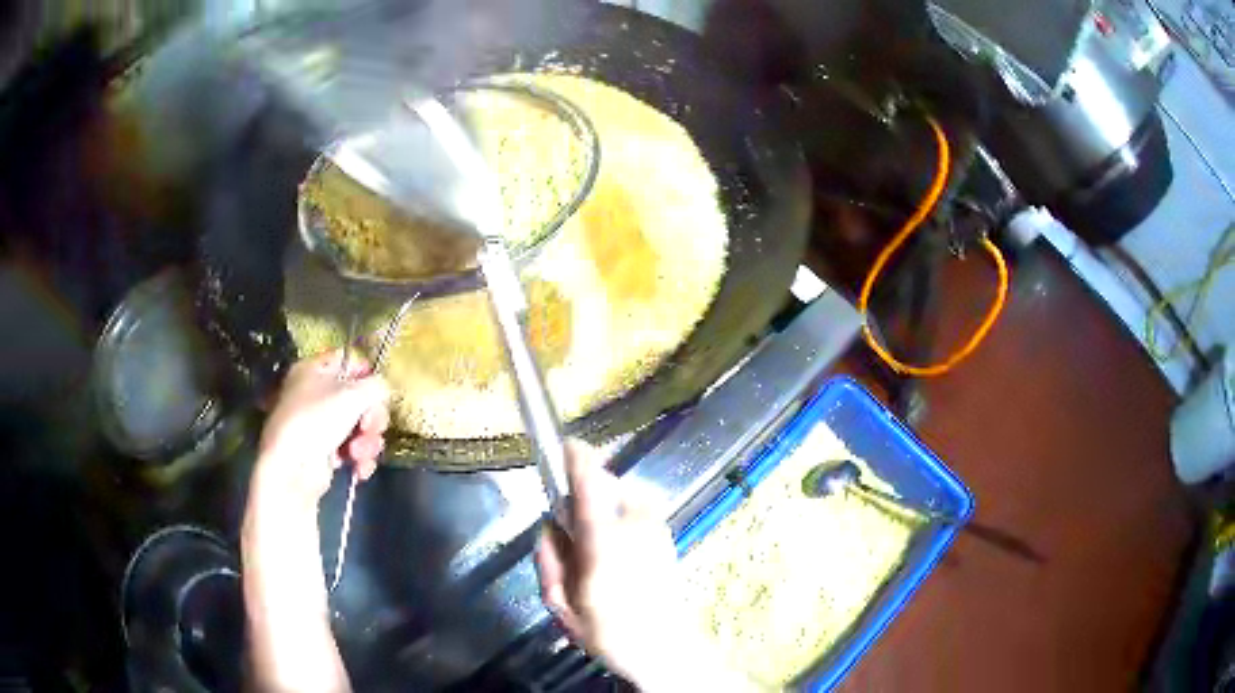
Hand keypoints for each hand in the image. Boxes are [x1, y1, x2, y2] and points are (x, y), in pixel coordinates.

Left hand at [254, 350, 390, 508]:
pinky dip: (360, 459)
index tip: (379, 391)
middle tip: (369, 427)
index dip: (368, 375)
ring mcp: (320, 425)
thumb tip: (383, 390)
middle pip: (360, 398)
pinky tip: (358, 468)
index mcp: (315, 369)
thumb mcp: (353, 394)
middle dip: (371, 418)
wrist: (292, 469)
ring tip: (357, 454)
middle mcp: (316, 394)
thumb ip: (377, 386)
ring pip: (360, 427)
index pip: (350, 361)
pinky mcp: (326, 452)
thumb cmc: (317, 420)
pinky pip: (353, 450)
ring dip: (367, 442)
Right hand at [534, 441, 687, 685]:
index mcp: (604, 546)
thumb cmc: (610, 633)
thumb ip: (550, 561)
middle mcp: (635, 529)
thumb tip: (551, 528)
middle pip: (608, 485)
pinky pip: (638, 510)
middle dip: (586, 493)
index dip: (578, 462)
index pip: (590, 489)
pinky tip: (618, 551)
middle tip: (571, 532)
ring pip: (624, 496)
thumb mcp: (563, 606)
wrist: (666, 648)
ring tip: (596, 548)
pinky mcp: (667, 537)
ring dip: (605, 506)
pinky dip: (622, 517)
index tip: (566, 445)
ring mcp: (657, 531)